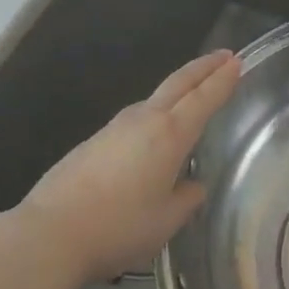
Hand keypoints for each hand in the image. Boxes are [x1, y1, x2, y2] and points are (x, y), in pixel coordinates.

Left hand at [19, 50, 241, 283]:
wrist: (51, 232)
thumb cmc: (118, 226)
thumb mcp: (166, 221)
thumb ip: (187, 198)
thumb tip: (193, 185)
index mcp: (170, 134)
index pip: (204, 97)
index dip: (223, 79)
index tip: (237, 61)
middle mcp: (145, 119)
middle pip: (179, 82)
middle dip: (204, 67)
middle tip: (224, 56)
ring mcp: (116, 126)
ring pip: (156, 98)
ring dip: (179, 88)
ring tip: (193, 92)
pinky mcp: (95, 140)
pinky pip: (136, 117)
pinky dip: (156, 111)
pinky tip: (154, 132)